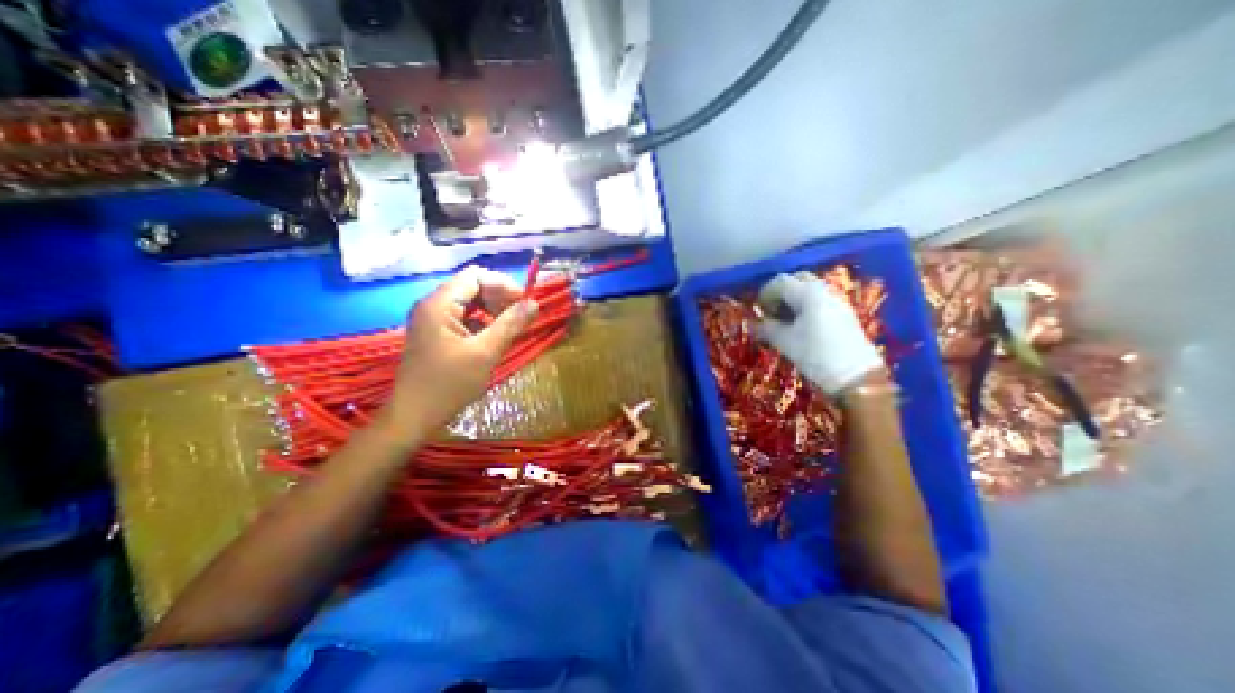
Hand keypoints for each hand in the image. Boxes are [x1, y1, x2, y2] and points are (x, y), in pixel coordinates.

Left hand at [380, 268, 538, 441]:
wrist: (413, 417)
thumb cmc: (449, 385)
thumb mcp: (485, 353)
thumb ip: (510, 324)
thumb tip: (534, 303)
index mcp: (439, 305)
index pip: (475, 276)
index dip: (503, 285)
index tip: (524, 303)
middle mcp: (432, 305)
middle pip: (471, 286)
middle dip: (499, 296)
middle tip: (520, 316)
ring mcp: (431, 320)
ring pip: (468, 302)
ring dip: (492, 309)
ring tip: (510, 326)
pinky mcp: (435, 333)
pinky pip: (463, 317)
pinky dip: (482, 322)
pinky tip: (493, 337)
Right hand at [759, 271, 882, 394]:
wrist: (856, 376)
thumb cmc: (816, 355)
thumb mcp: (785, 342)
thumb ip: (767, 328)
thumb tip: (753, 324)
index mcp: (808, 293)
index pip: (780, 282)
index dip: (764, 294)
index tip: (757, 310)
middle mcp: (824, 290)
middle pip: (797, 280)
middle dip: (780, 292)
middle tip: (770, 310)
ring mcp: (837, 300)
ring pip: (809, 290)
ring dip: (793, 299)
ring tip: (783, 319)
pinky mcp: (844, 313)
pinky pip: (820, 300)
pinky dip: (805, 306)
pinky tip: (799, 325)